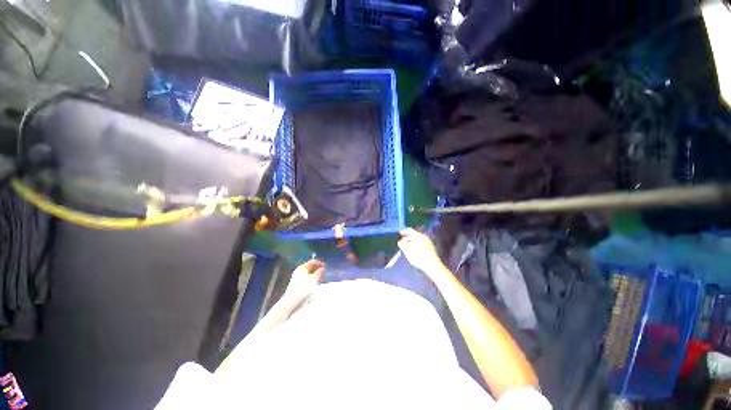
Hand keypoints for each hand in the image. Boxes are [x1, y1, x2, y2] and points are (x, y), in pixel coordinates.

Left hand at [282, 259, 324, 305]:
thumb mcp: (314, 279)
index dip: (320, 263)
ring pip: (308, 272)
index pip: (312, 261)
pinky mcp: (296, 283)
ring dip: (315, 273)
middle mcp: (299, 270)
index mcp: (302, 267)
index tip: (325, 266)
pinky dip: (311, 277)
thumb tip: (322, 268)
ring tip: (321, 277)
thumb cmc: (304, 288)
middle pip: (310, 266)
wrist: (292, 300)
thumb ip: (319, 272)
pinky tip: (315, 282)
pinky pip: (305, 277)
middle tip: (324, 272)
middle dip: (317, 268)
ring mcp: (296, 276)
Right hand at [397, 228, 444, 273]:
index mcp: (417, 235)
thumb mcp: (406, 250)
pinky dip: (416, 244)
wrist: (432, 265)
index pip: (408, 230)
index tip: (398, 234)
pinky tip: (413, 249)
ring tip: (406, 246)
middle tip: (401, 241)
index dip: (403, 231)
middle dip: (406, 237)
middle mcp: (423, 236)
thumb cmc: (418, 256)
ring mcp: (427, 241)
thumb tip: (399, 241)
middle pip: (413, 234)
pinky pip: (421, 242)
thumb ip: (401, 244)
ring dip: (411, 241)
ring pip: (417, 239)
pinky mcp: (430, 246)